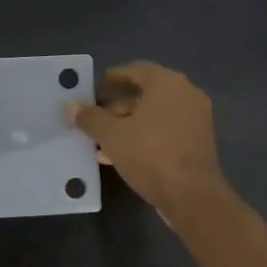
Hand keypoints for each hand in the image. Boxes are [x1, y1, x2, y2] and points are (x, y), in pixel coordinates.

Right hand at [66, 61, 227, 216]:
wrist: (192, 196)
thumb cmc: (150, 155)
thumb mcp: (112, 135)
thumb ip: (90, 118)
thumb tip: (70, 106)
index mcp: (167, 83)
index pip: (135, 70)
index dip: (112, 78)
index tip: (94, 89)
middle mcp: (185, 94)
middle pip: (145, 94)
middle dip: (116, 107)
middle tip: (94, 120)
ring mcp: (195, 119)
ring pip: (154, 116)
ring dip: (127, 126)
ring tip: (100, 143)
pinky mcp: (197, 142)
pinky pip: (165, 131)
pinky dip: (144, 137)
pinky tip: (119, 156)